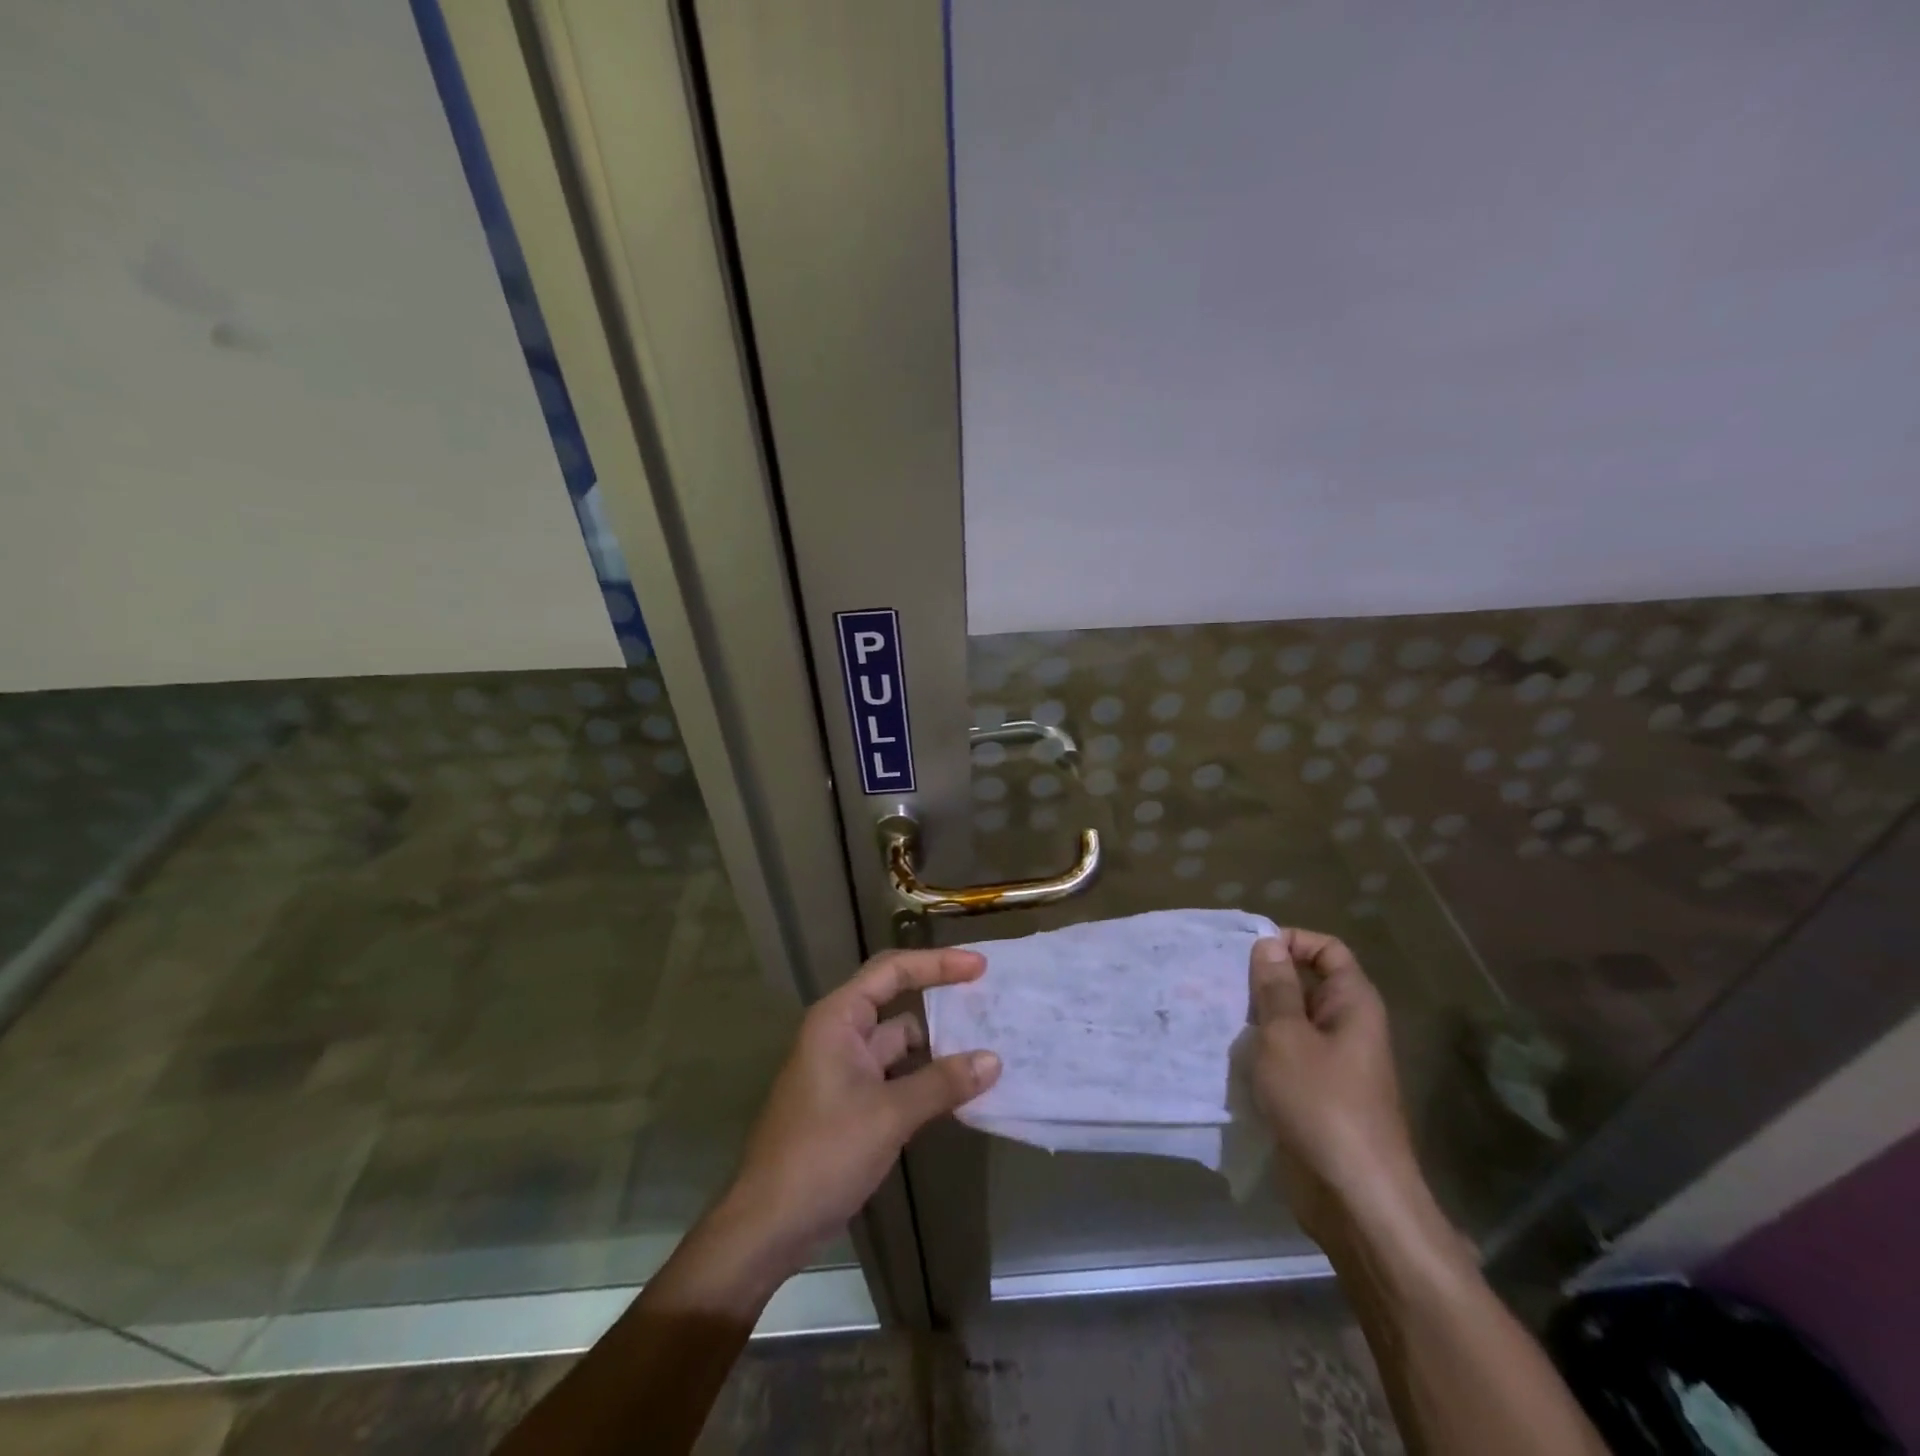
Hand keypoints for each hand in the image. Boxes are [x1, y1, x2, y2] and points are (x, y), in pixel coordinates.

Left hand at [715, 947, 1001, 1271]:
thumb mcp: (889, 1115)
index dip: (937, 963)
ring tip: (987, 1046)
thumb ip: (942, 1083)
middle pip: (897, 1002)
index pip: (892, 971)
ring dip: (937, 1046)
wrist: (769, 1226)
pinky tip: (959, 1089)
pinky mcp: (850, 1101)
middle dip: (941, 1000)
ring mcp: (844, 1069)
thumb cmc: (823, 1154)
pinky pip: (895, 1075)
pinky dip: (925, 1077)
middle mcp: (840, 1034)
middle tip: (990, 1002)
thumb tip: (993, 1060)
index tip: (980, 966)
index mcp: (839, 1019)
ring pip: (899, 1043)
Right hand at [1247, 928, 1420, 1240]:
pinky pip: (1285, 1056)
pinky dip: (1259, 1051)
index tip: (1248, 951)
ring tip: (1215, 1013)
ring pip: (1291, 1022)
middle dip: (1264, 980)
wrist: (1353, 1196)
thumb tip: (1268, 944)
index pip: (1327, 950)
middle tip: (1219, 981)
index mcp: (1353, 1004)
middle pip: (1306, 984)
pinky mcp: (1314, 1094)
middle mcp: (1347, 1027)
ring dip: (1256, 1017)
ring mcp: (1332, 1063)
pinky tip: (1226, 1054)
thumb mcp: (1287, 1037)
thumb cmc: (1321, 1103)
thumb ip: (1275, 988)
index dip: (1291, 941)